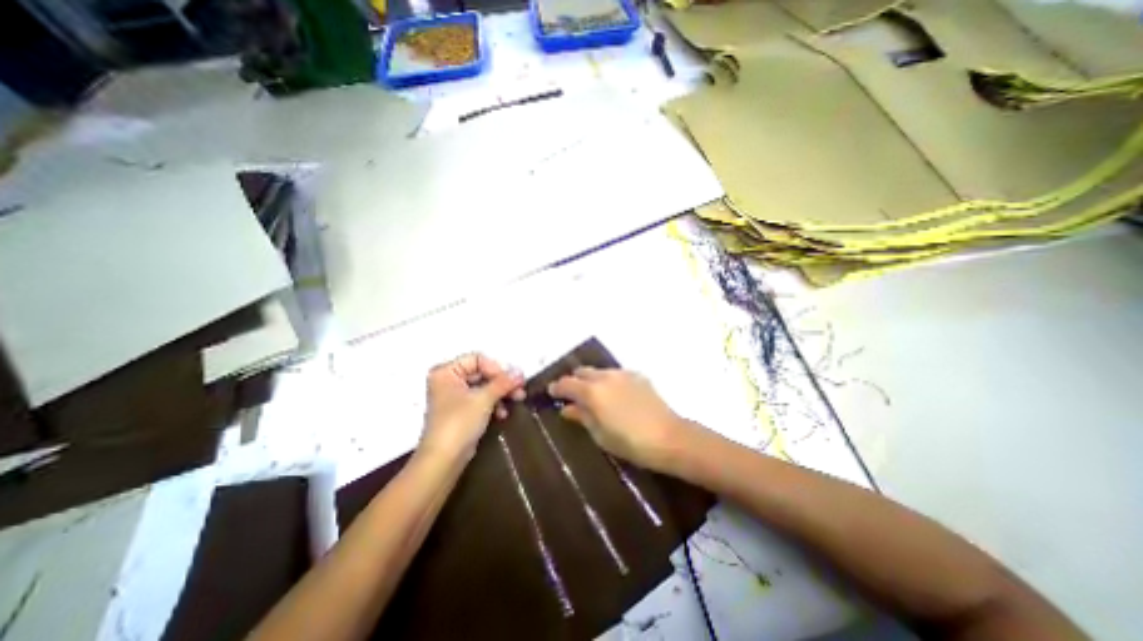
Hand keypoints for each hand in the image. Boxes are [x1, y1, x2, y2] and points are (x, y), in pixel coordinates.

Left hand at [419, 354, 525, 462]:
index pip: (477, 359)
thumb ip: (503, 382)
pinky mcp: (460, 411)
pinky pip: (480, 399)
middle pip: (481, 372)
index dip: (497, 368)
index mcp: (446, 372)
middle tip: (520, 389)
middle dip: (502, 382)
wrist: (443, 460)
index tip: (512, 380)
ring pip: (483, 386)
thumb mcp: (484, 399)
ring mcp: (453, 396)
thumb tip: (521, 372)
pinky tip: (502, 413)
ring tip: (516, 400)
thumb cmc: (459, 423)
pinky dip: (493, 404)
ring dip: (500, 393)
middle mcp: (448, 380)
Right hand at [549, 365, 691, 470]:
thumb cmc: (629, 442)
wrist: (668, 436)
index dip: (556, 388)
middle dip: (574, 381)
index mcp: (592, 391)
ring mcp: (623, 374)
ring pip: (600, 371)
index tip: (551, 392)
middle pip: (582, 372)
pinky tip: (615, 396)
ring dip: (592, 380)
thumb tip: (567, 409)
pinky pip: (616, 374)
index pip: (566, 383)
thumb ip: (581, 417)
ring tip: (594, 396)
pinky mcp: (638, 376)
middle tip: (572, 395)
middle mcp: (605, 376)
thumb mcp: (600, 434)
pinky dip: (609, 381)